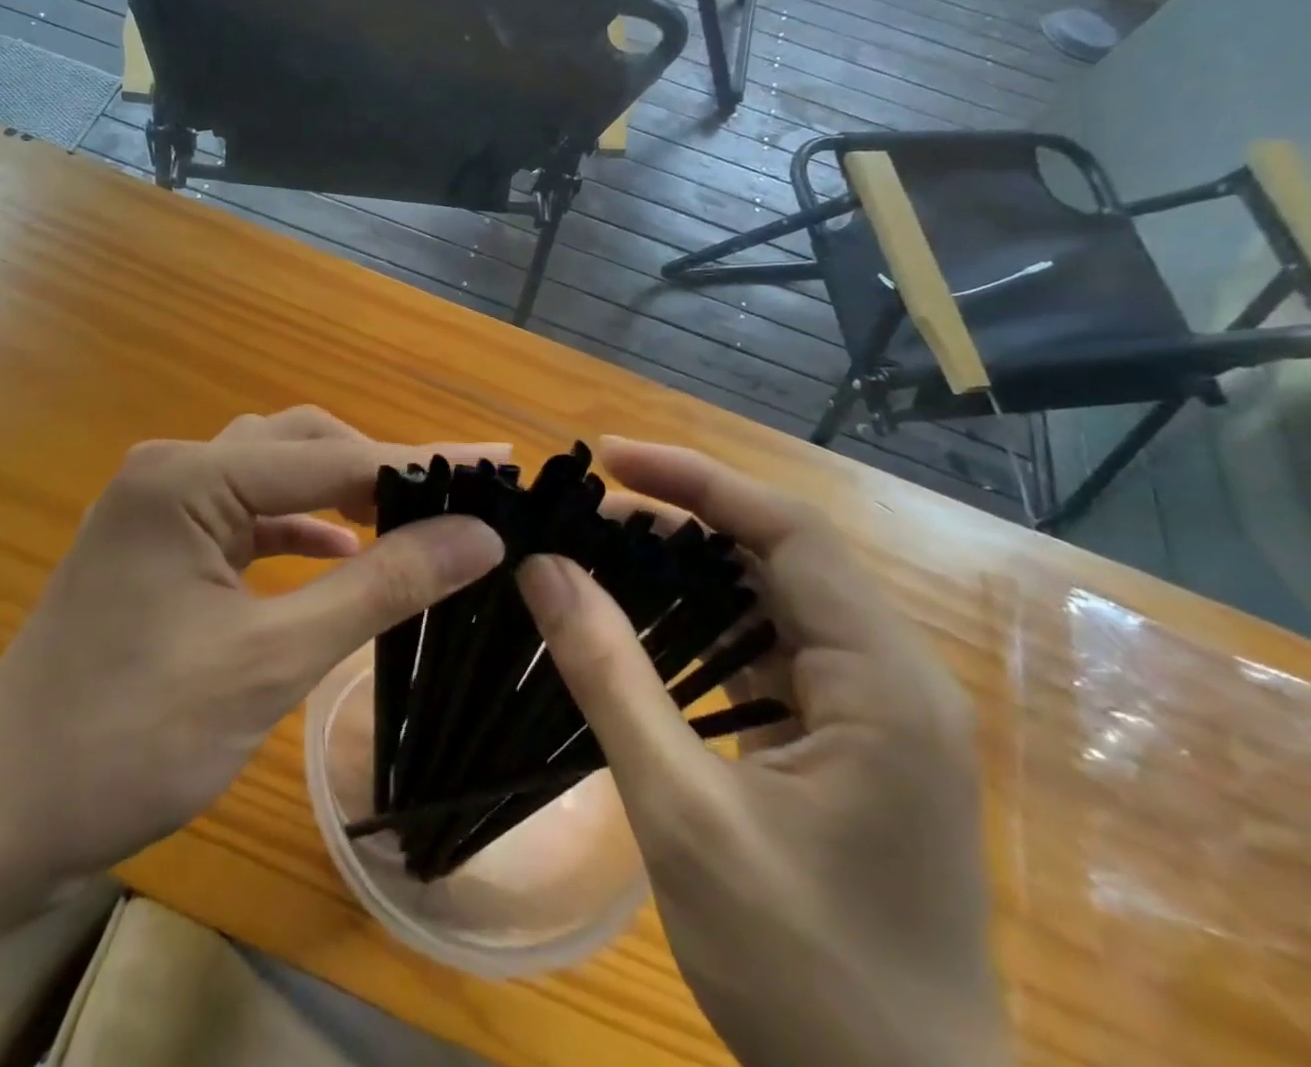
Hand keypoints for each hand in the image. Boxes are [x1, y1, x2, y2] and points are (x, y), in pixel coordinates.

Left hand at [0, 407, 505, 910]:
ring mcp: (159, 506)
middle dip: (378, 468)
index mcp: (189, 478)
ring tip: (409, 518)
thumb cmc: (130, 736)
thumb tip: (476, 536)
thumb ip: (378, 586)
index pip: (333, 458)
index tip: (499, 464)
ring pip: (271, 475)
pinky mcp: (158, 545)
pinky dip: (297, 528)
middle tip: (455, 500)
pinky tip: (337, 552)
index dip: (422, 462)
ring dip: (339, 493)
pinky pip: (245, 516)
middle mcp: (172, 470)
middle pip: (299, 446)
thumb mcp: (271, 660)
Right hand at [516, 440, 1007, 1066]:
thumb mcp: (685, 813)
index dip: (694, 481)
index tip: (607, 459)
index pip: (787, 531)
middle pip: (780, 554)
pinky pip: (770, 649)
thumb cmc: (805, 975)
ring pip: (772, 599)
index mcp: (883, 681)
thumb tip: (543, 569)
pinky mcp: (846, 741)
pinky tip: (644, 628)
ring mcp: (874, 711)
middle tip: (586, 511)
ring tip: (600, 552)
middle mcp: (892, 676)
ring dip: (688, 569)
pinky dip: (703, 624)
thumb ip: (611, 677)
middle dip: (681, 519)